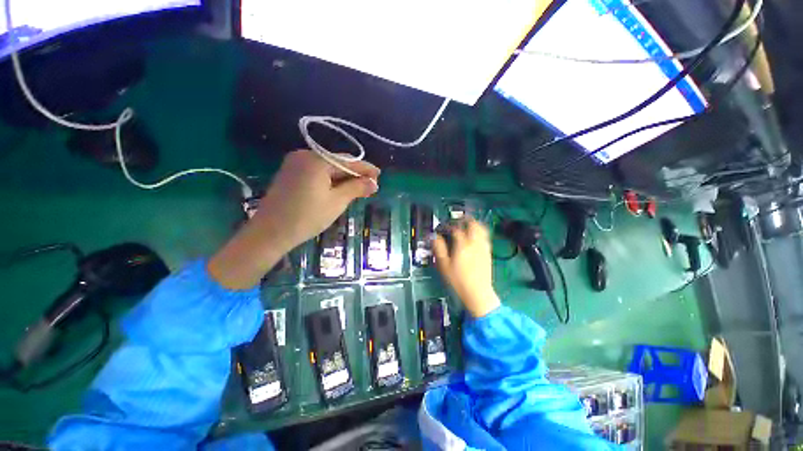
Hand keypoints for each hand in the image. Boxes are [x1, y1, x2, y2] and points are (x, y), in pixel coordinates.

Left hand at [209, 150, 378, 288]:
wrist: (271, 233)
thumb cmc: (307, 217)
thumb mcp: (337, 202)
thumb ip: (356, 188)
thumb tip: (374, 183)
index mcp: (316, 160)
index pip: (347, 161)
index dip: (365, 168)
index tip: (379, 175)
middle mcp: (304, 156)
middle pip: (337, 162)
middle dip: (355, 174)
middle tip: (371, 184)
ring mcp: (295, 164)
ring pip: (327, 168)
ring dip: (344, 178)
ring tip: (360, 188)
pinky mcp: (290, 174)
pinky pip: (317, 173)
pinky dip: (331, 180)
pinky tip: (341, 188)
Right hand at [433, 219, 499, 317]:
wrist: (478, 293)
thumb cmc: (458, 281)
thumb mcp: (444, 266)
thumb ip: (439, 249)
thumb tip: (434, 237)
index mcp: (462, 246)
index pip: (456, 229)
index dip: (449, 225)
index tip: (444, 227)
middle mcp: (474, 244)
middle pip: (473, 225)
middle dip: (465, 220)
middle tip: (458, 219)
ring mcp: (483, 248)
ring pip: (482, 229)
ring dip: (475, 224)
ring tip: (468, 224)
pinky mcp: (488, 253)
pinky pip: (485, 237)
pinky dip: (480, 232)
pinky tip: (475, 236)